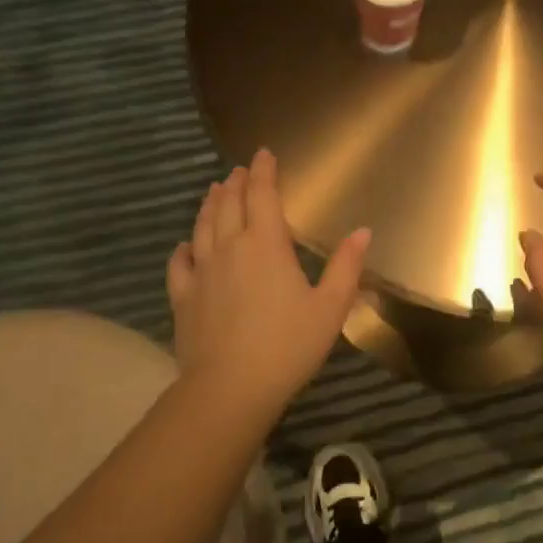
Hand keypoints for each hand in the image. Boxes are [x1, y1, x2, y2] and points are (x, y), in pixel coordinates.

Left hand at [166, 149, 369, 415]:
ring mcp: (201, 271)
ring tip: (215, 191)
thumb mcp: (330, 308)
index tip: (264, 153)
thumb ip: (346, 267)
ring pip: (202, 226)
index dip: (264, 171)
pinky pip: (179, 263)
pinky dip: (184, 248)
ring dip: (210, 205)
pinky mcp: (183, 296)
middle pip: (229, 204)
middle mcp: (229, 247)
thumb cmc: (287, 345)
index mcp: (265, 244)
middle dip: (237, 183)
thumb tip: (363, 231)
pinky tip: (185, 246)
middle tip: (241, 170)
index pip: (262, 194)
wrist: (229, 388)